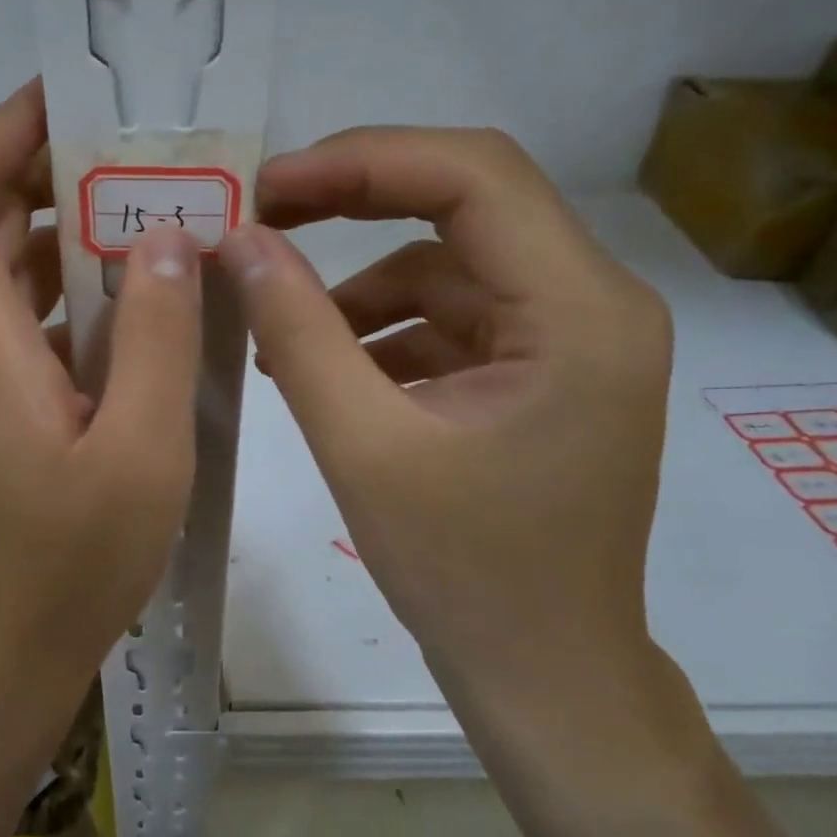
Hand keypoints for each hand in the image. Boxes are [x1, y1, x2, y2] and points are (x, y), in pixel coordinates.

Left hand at [0, 80, 202, 717]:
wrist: (4, 651)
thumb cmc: (69, 565)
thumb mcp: (142, 452)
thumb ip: (157, 337)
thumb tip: (165, 236)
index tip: (80, 114)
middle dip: (59, 166)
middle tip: (155, 164)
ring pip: (7, 255)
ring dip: (78, 225)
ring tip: (168, 222)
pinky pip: (28, 305)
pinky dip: (81, 281)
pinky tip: (151, 302)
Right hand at [219, 127, 673, 720]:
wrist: (542, 675)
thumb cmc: (464, 574)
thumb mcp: (363, 445)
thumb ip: (298, 332)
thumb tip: (240, 243)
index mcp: (581, 311)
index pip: (474, 176)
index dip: (362, 161)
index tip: (269, 186)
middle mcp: (595, 303)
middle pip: (466, 206)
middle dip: (356, 203)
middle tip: (262, 220)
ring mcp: (571, 339)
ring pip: (450, 267)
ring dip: (360, 289)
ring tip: (278, 333)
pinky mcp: (541, 372)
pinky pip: (453, 319)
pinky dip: (384, 332)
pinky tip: (326, 370)